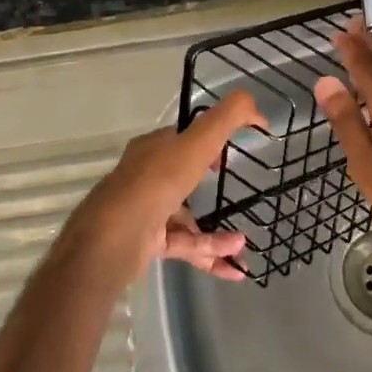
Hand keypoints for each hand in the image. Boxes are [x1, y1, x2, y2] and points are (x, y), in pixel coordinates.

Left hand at [59, 91, 266, 288]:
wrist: (114, 237)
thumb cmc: (157, 182)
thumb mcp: (198, 141)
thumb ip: (228, 118)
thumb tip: (257, 108)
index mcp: (153, 148)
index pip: (181, 138)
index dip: (206, 141)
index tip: (229, 152)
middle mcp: (146, 176)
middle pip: (182, 176)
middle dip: (209, 185)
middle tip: (236, 191)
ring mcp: (145, 211)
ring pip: (187, 218)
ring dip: (216, 232)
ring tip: (243, 244)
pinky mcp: (147, 243)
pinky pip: (185, 246)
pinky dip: (209, 252)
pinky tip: (234, 264)